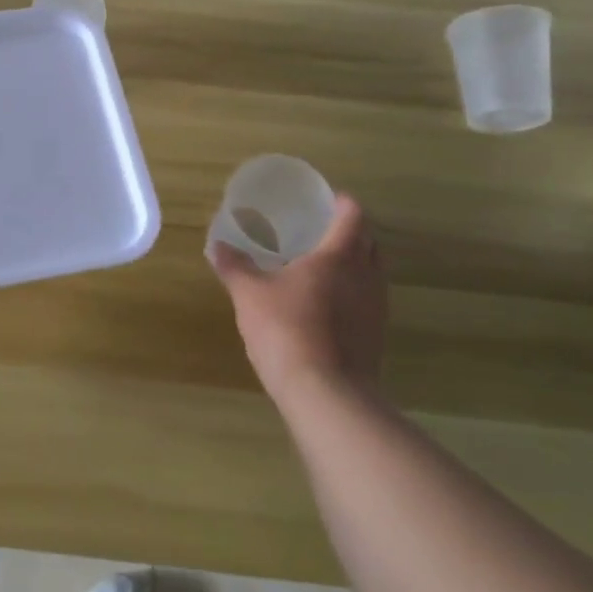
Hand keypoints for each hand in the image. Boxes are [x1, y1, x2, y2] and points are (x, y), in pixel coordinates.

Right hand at [208, 193, 387, 410]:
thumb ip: (234, 266)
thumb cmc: (286, 329)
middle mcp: (366, 276)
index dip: (341, 202)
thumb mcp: (249, 294)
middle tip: (322, 230)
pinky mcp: (376, 337)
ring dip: (355, 264)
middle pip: (370, 242)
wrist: (326, 393)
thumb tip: (216, 245)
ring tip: (323, 267)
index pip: (352, 215)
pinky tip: (326, 306)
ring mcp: (376, 308)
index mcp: (338, 256)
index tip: (326, 198)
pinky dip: (353, 294)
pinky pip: (368, 302)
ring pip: (372, 273)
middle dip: (351, 232)